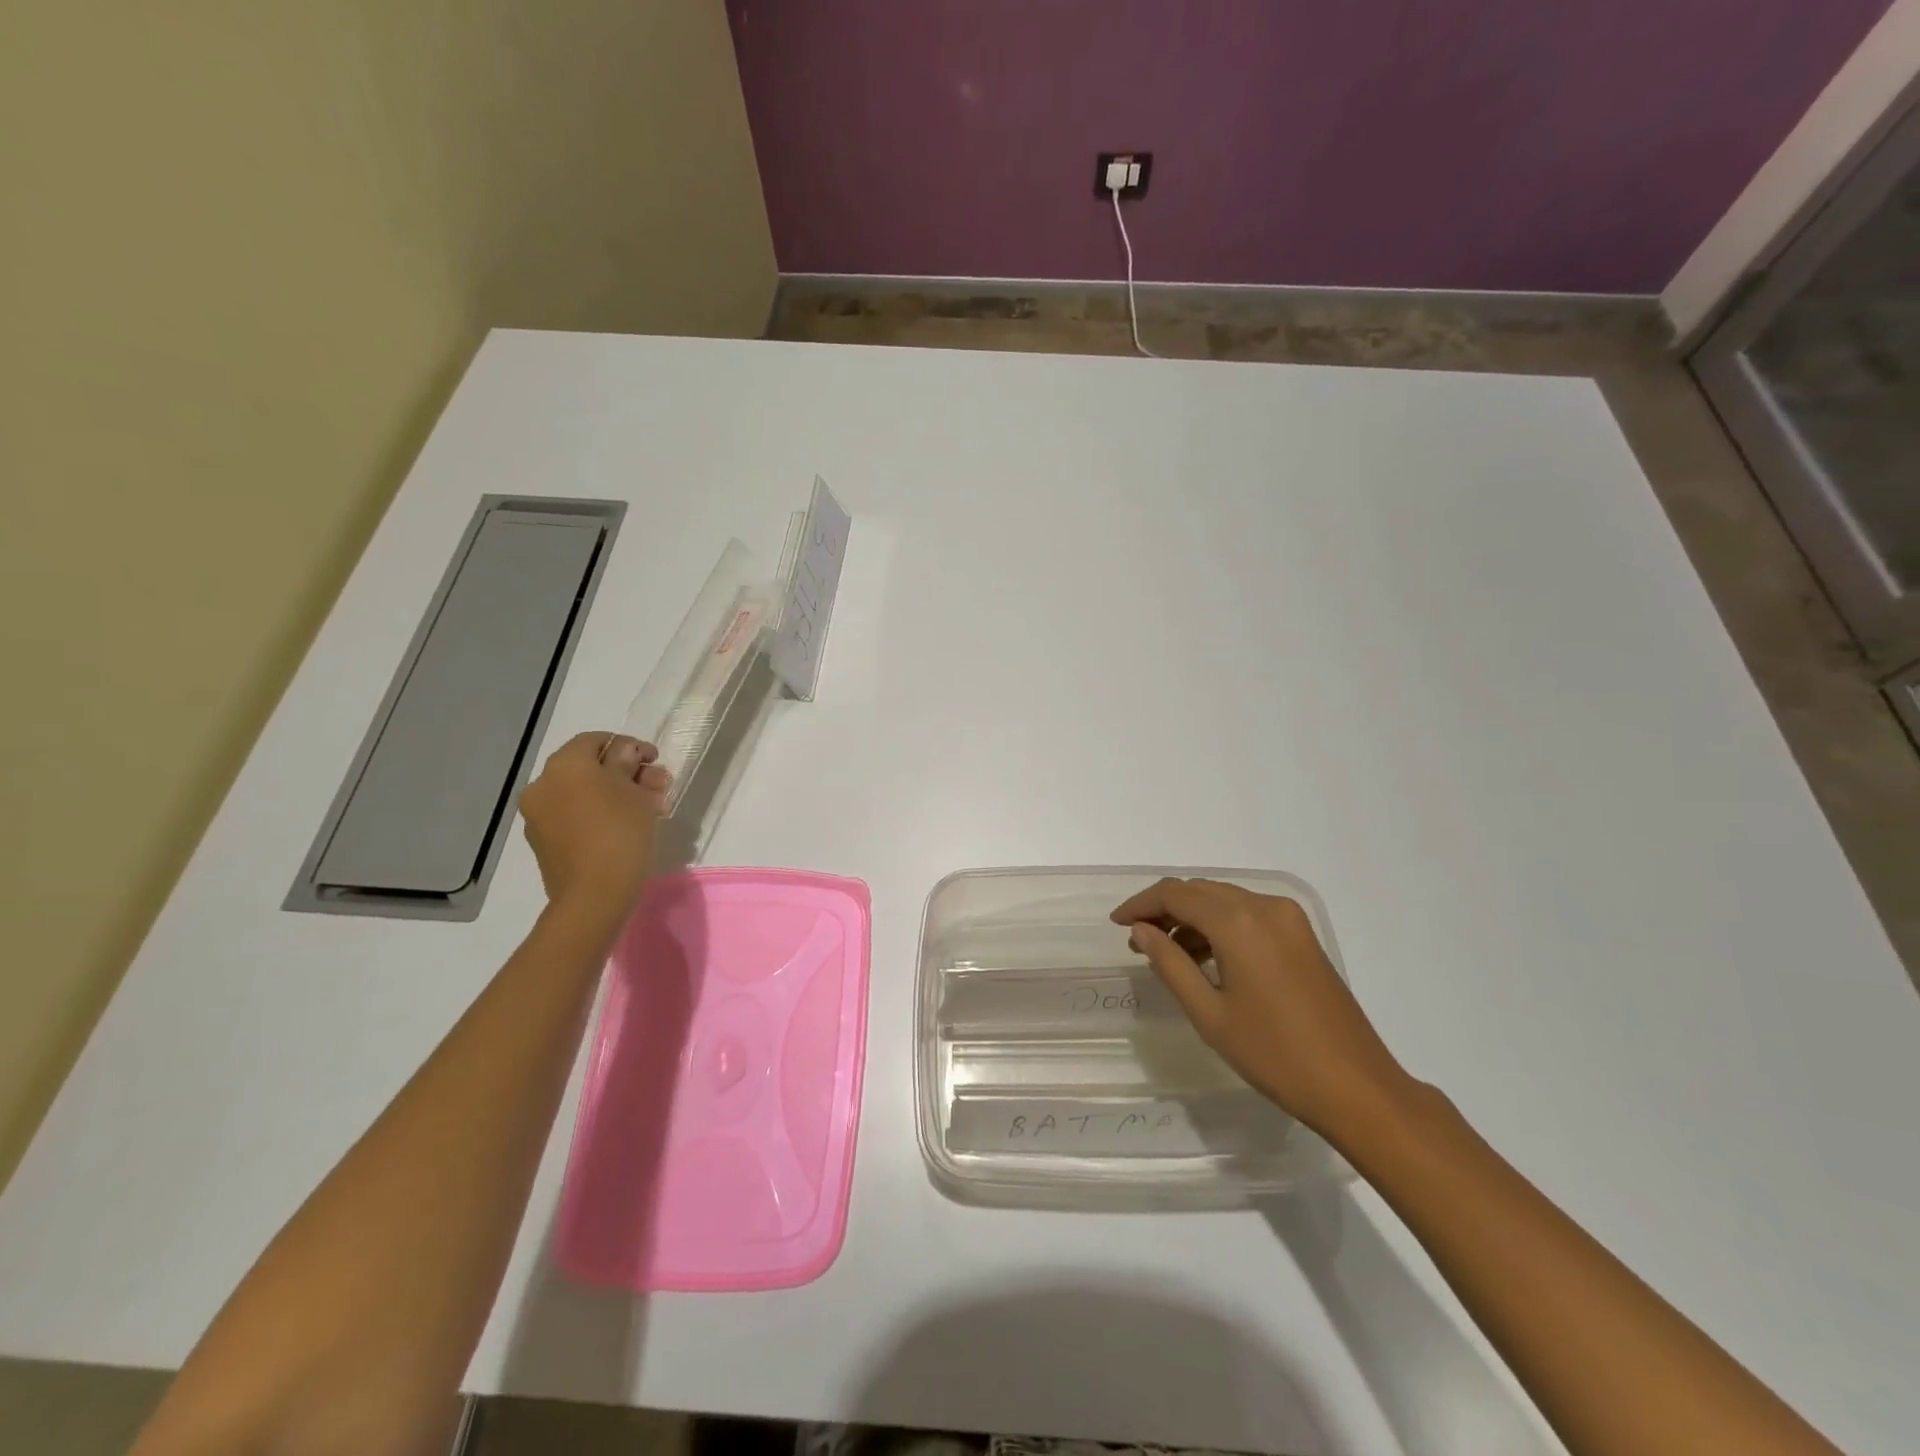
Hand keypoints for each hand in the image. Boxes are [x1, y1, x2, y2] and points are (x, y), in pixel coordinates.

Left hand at [520, 732, 669, 916]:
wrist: (594, 895)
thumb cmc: (620, 832)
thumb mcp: (635, 791)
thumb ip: (628, 763)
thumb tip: (624, 752)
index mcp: (564, 765)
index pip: (596, 740)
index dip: (628, 746)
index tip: (654, 762)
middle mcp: (543, 785)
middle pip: (588, 768)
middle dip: (624, 773)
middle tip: (656, 787)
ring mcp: (539, 816)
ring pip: (582, 793)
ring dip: (614, 794)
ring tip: (648, 809)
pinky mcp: (544, 843)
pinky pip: (574, 816)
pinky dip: (598, 814)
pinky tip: (625, 826)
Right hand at [1112, 878, 1411, 1138]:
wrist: (1357, 1088)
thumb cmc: (1274, 1055)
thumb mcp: (1209, 1013)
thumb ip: (1170, 964)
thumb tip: (1141, 931)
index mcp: (1239, 923)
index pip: (1176, 894)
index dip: (1141, 904)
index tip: (1117, 923)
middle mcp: (1265, 907)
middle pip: (1201, 891)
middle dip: (1164, 908)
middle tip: (1137, 939)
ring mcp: (1289, 919)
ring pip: (1224, 900)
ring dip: (1191, 917)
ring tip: (1165, 951)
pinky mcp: (1302, 936)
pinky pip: (1248, 914)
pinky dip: (1219, 925)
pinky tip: (1205, 956)